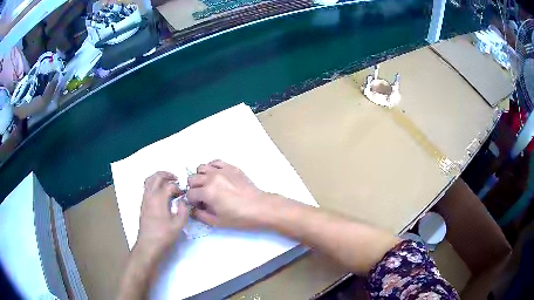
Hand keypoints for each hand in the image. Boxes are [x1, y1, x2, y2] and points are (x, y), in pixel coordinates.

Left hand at [135, 171, 188, 259]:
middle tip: (176, 178)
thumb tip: (182, 201)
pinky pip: (147, 188)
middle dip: (167, 175)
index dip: (178, 188)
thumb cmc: (164, 236)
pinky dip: (154, 185)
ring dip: (158, 178)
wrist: (148, 245)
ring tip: (168, 183)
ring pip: (149, 181)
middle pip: (156, 177)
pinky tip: (161, 194)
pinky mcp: (143, 205)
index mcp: (159, 199)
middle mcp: (150, 196)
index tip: (183, 195)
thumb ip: (183, 210)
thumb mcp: (178, 225)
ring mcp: (144, 200)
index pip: (169, 185)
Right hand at [186, 160, 270, 228]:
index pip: (189, 193)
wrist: (260, 207)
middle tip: (203, 196)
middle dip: (194, 188)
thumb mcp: (217, 222)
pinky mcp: (231, 167)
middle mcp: (212, 178)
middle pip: (192, 179)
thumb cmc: (239, 217)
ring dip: (201, 177)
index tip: (199, 205)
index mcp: (208, 192)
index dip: (192, 201)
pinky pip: (215, 162)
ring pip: (201, 168)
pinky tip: (216, 176)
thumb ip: (200, 215)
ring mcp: (222, 170)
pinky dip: (212, 168)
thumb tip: (193, 209)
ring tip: (208, 185)